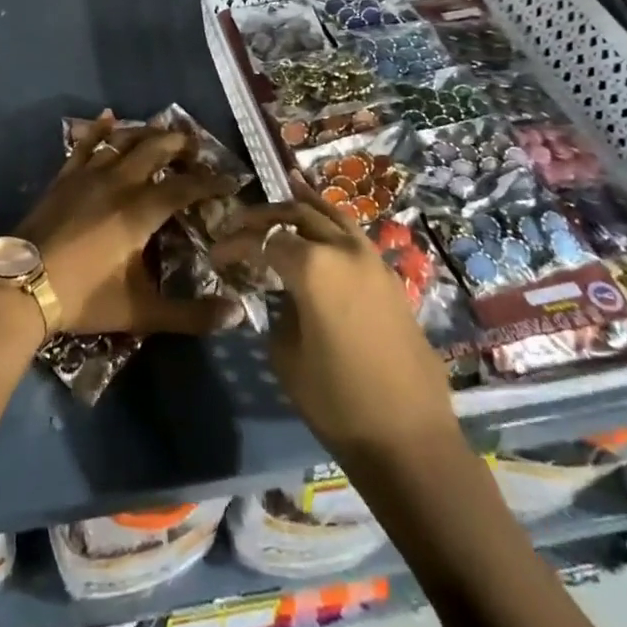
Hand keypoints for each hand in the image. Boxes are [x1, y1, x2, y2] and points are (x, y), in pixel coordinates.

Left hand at [15, 113, 241, 336]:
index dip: (211, 182)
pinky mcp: (64, 177)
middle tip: (197, 148)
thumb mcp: (141, 312)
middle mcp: (118, 183)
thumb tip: (237, 314)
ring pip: (122, 140)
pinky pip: (85, 144)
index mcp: (140, 212)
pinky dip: (100, 128)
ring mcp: (87, 176)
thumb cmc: (83, 297)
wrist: (21, 286)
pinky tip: (108, 116)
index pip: (185, 187)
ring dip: (146, 133)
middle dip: (180, 145)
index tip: (231, 181)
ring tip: (163, 130)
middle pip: (155, 150)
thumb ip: (190, 314)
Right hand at [214, 174, 457, 454]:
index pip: (263, 240)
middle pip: (298, 215)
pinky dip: (333, 223)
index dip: (235, 244)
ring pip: (333, 216)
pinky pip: (354, 237)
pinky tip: (323, 224)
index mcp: (312, 266)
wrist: (409, 437)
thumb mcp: (286, 355)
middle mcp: (343, 251)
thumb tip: (284, 298)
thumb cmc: (337, 399)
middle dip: (265, 216)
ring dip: (305, 205)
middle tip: (239, 224)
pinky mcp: (390, 278)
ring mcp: (373, 261)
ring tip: (286, 188)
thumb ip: (279, 312)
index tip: (216, 255)